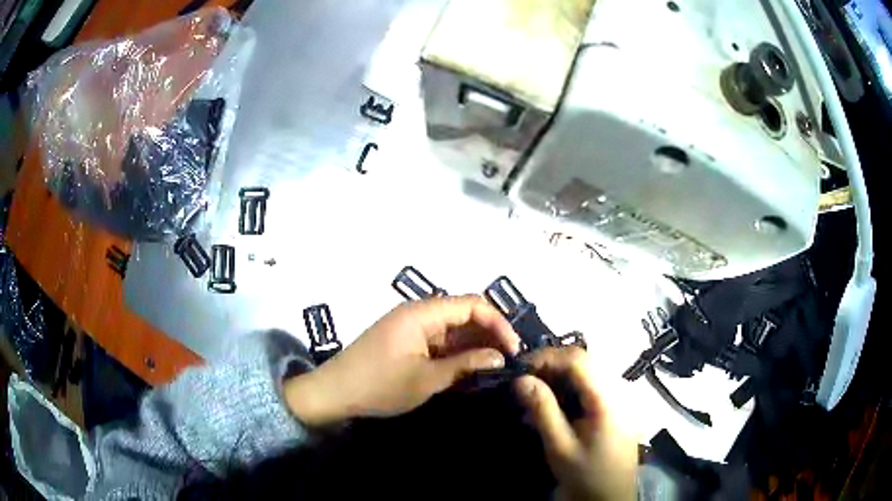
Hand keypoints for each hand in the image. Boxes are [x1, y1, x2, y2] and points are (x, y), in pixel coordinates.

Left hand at [285, 295, 519, 426]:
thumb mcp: (426, 379)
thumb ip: (465, 365)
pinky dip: (456, 354)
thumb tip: (500, 357)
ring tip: (495, 368)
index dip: (498, 323)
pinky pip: (439, 342)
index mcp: (422, 313)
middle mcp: (418, 313)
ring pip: (453, 329)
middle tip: (509, 362)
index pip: (472, 304)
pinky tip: (470, 370)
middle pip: (464, 314)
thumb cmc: (379, 385)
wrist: (334, 394)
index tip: (514, 350)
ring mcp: (411, 328)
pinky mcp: (406, 342)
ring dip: (474, 346)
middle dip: (489, 335)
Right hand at [515, 347, 636, 500]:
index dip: (547, 357)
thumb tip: (521, 379)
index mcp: (608, 398)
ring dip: (559, 376)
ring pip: (588, 371)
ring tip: (535, 394)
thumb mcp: (560, 446)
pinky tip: (555, 404)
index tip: (519, 369)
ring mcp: (621, 397)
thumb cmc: (586, 474)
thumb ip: (543, 410)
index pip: (578, 359)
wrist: (611, 496)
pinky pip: (592, 385)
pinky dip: (570, 388)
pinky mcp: (617, 406)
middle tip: (524, 382)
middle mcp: (619, 389)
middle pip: (584, 360)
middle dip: (551, 365)